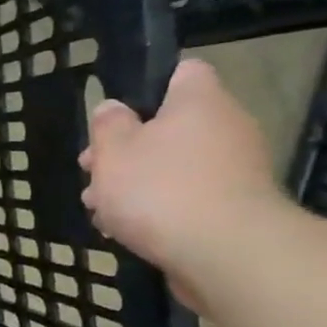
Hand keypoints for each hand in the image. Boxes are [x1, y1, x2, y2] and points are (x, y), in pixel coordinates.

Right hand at [78, 58, 286, 307]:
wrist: (225, 254)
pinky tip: (125, 232)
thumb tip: (113, 109)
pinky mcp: (233, 208)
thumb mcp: (113, 152)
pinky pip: (186, 198)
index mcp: (199, 102)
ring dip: (134, 184)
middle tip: (92, 171)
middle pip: (169, 126)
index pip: (182, 72)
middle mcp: (226, 127)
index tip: (115, 115)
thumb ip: (107, 125)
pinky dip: (157, 210)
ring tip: (99, 210)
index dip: (147, 86)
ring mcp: (234, 170)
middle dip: (126, 150)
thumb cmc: (160, 189)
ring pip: (172, 166)